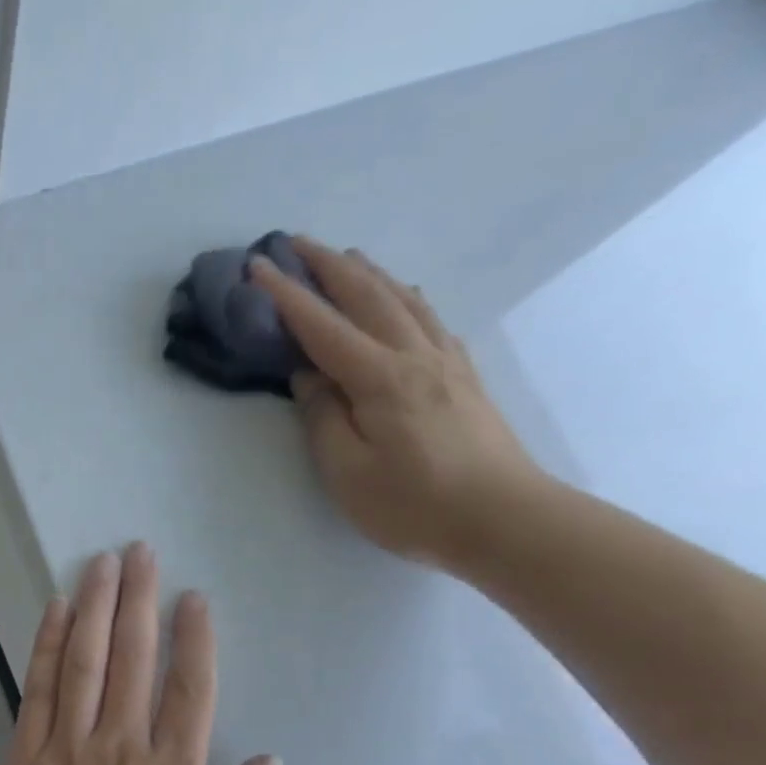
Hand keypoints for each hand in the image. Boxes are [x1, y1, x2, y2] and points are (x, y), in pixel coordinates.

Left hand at [0, 544, 279, 764]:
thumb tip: (269, 763)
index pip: (188, 690)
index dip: (193, 639)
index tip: (192, 597)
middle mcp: (121, 747)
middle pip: (132, 658)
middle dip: (138, 600)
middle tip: (140, 551)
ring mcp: (68, 748)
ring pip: (85, 660)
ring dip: (95, 607)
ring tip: (102, 563)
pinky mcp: (25, 757)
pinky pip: (39, 689)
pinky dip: (48, 645)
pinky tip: (55, 611)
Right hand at [249, 237, 542, 568]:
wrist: (507, 521)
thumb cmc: (415, 505)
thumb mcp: (347, 472)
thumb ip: (322, 419)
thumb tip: (308, 377)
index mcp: (379, 379)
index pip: (322, 327)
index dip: (286, 295)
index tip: (258, 265)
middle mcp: (414, 356)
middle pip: (367, 296)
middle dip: (328, 266)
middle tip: (296, 243)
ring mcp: (445, 363)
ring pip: (403, 300)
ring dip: (369, 273)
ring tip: (345, 257)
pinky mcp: (464, 377)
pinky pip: (429, 319)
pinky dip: (406, 296)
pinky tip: (403, 296)